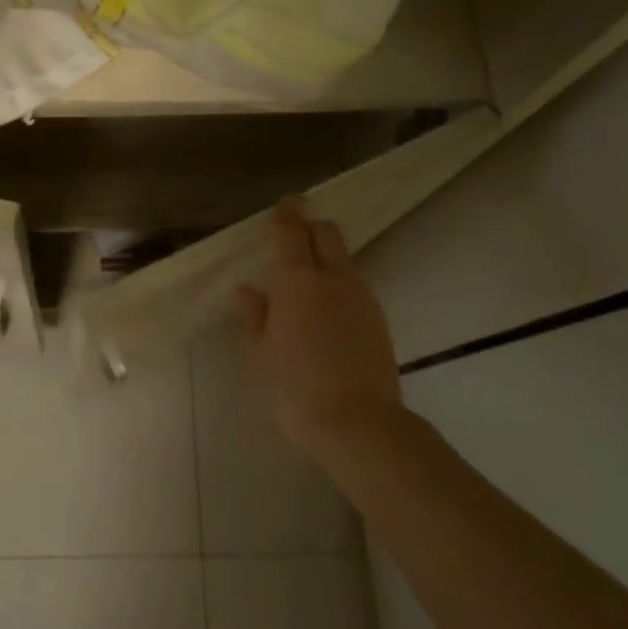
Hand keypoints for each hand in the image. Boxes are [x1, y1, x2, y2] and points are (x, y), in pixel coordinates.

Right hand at [236, 199, 404, 457]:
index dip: (286, 214)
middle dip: (311, 228)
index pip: (291, 232)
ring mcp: (362, 298)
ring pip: (344, 261)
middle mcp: (333, 279)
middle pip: (327, 234)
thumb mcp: (260, 354)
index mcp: (297, 281)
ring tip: (307, 283)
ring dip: (327, 259)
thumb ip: (254, 316)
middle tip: (295, 236)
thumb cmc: (294, 388)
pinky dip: (339, 287)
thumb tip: (248, 291)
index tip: (285, 203)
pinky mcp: (379, 321)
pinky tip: (327, 314)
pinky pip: (355, 288)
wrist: (359, 425)